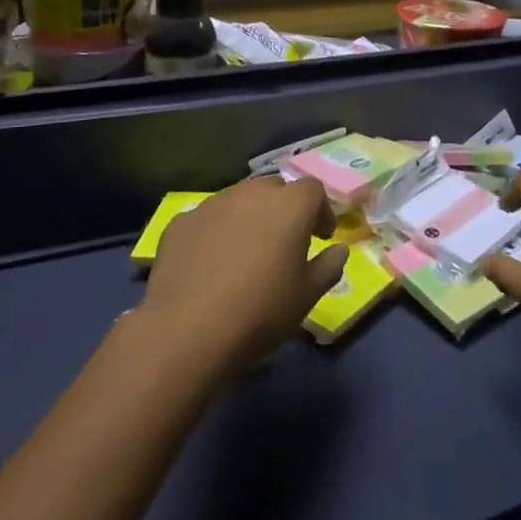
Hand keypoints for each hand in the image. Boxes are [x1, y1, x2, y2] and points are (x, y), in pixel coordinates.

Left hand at [140, 176, 346, 369]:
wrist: (188, 330)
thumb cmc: (261, 310)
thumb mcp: (308, 295)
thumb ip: (329, 266)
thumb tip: (339, 250)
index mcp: (290, 205)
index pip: (314, 189)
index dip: (321, 211)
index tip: (320, 237)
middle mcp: (251, 192)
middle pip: (275, 189)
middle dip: (284, 209)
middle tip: (284, 242)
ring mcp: (212, 204)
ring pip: (239, 200)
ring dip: (249, 218)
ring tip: (246, 252)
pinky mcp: (182, 221)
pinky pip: (208, 219)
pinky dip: (216, 232)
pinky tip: (211, 264)